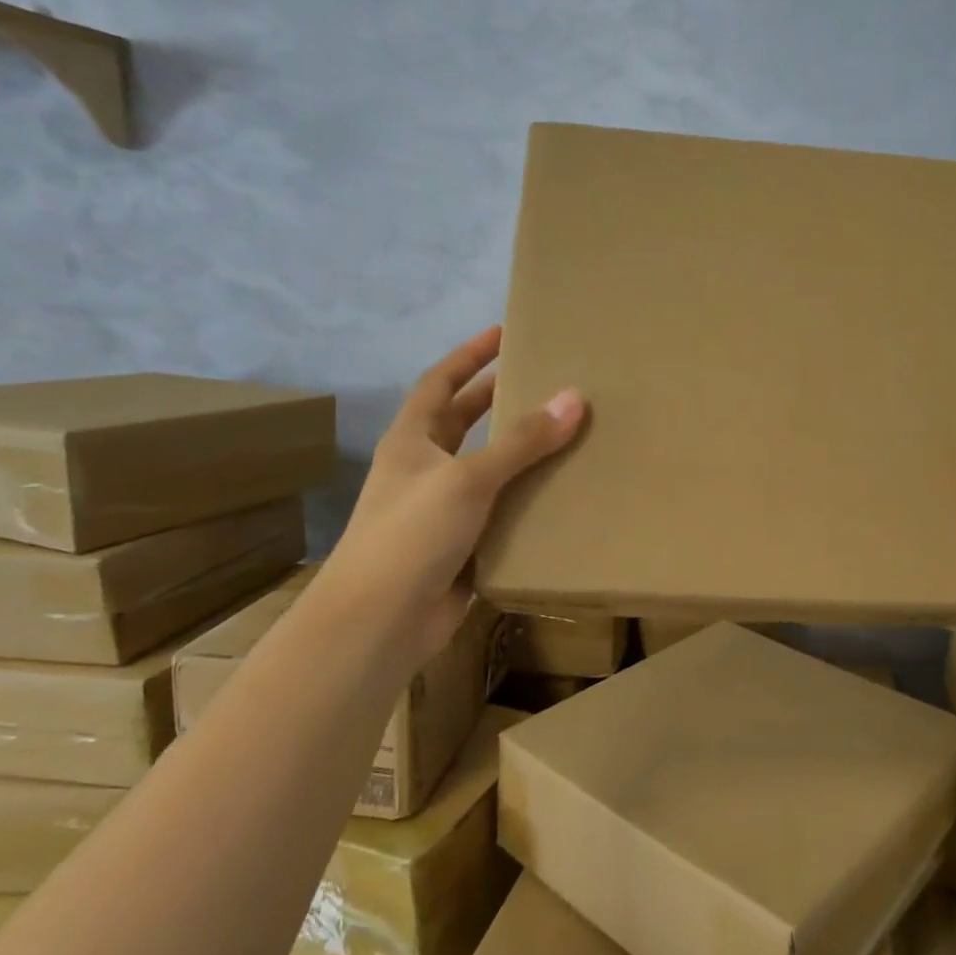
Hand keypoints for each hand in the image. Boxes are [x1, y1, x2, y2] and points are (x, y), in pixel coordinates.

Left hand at [318, 326, 584, 662]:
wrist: (381, 622)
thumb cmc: (412, 535)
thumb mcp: (468, 478)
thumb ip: (521, 441)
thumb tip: (574, 398)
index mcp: (412, 441)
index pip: (441, 382)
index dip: (470, 355)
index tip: (504, 333)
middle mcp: (424, 469)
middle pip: (464, 422)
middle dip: (498, 400)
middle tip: (545, 382)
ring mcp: (442, 510)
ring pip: (487, 469)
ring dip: (520, 453)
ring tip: (566, 434)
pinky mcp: (462, 547)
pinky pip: (501, 513)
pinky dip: (527, 501)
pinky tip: (563, 496)